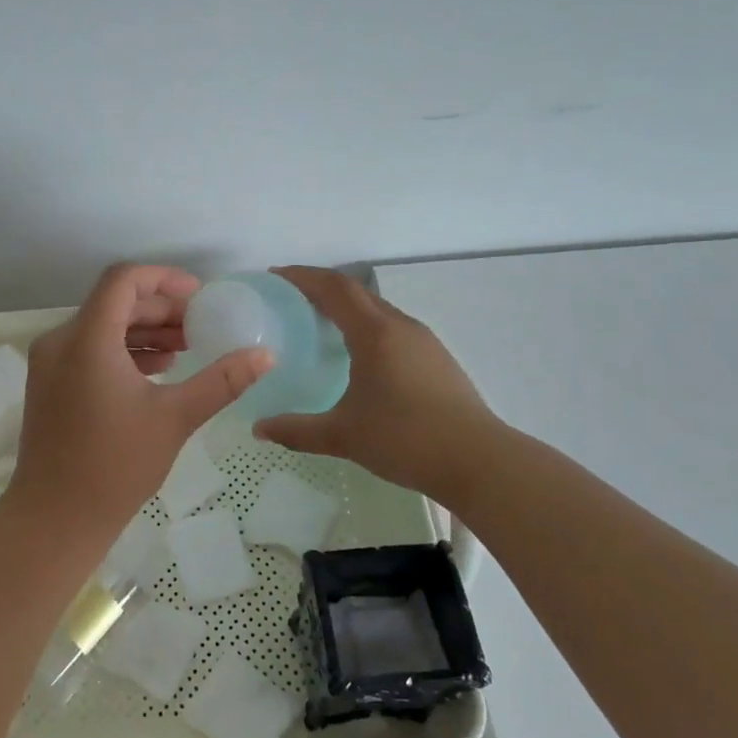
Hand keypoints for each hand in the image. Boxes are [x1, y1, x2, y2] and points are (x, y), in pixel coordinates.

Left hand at [11, 264, 270, 526]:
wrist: (54, 519)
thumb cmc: (115, 466)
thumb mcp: (175, 418)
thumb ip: (221, 381)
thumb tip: (265, 355)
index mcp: (87, 339)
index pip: (123, 280)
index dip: (164, 278)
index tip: (199, 295)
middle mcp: (60, 341)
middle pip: (114, 303)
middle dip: (160, 310)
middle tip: (200, 326)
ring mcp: (50, 363)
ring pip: (101, 327)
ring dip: (143, 331)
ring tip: (186, 348)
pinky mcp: (49, 384)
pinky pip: (89, 350)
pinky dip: (123, 351)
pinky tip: (157, 370)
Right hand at [253, 266, 506, 501]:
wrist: (479, 461)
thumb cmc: (406, 440)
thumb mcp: (343, 436)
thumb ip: (296, 430)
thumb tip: (259, 429)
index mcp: (375, 334)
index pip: (334, 288)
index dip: (302, 277)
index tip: (274, 276)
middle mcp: (400, 326)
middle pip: (355, 292)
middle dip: (320, 287)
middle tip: (289, 298)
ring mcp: (423, 341)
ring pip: (376, 309)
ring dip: (345, 307)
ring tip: (318, 322)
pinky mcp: (436, 359)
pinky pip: (391, 327)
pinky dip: (365, 326)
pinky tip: (357, 354)